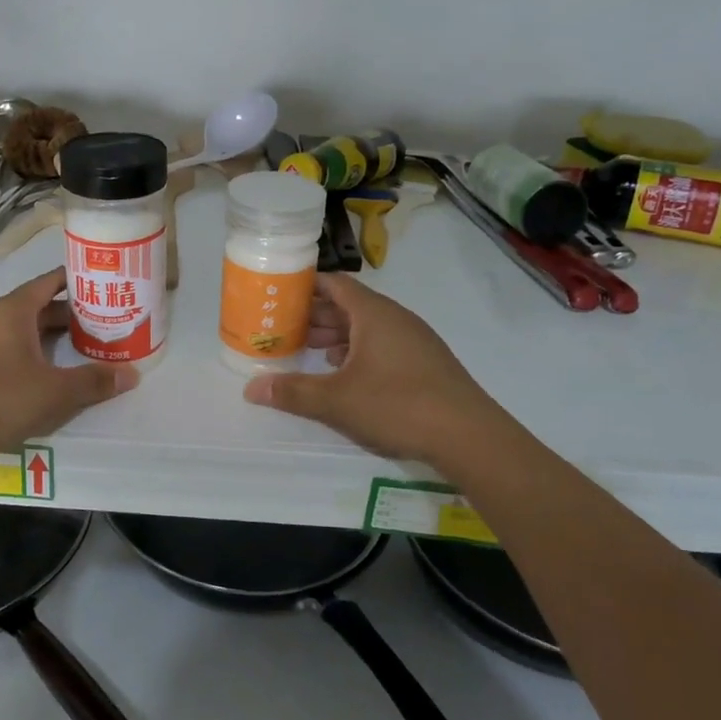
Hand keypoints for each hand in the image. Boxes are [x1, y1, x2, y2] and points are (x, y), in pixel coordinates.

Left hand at [0, 267, 137, 458]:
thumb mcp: (56, 393)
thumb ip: (94, 381)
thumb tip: (131, 374)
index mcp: (13, 310)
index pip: (51, 281)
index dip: (78, 281)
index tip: (103, 285)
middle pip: (38, 306)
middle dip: (69, 315)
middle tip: (101, 324)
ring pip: (20, 330)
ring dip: (48, 337)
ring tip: (78, 350)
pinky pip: (4, 349)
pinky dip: (27, 354)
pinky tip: (41, 375)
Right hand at [243, 274, 513, 465]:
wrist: (469, 436)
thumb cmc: (397, 405)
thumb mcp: (336, 400)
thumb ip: (293, 392)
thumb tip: (251, 388)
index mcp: (373, 313)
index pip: (334, 283)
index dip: (305, 285)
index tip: (279, 293)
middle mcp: (395, 318)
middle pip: (349, 304)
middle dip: (316, 314)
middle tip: (284, 327)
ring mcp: (415, 340)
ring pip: (367, 326)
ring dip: (337, 335)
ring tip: (308, 350)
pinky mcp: (426, 362)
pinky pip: (384, 344)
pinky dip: (359, 351)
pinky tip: (346, 373)